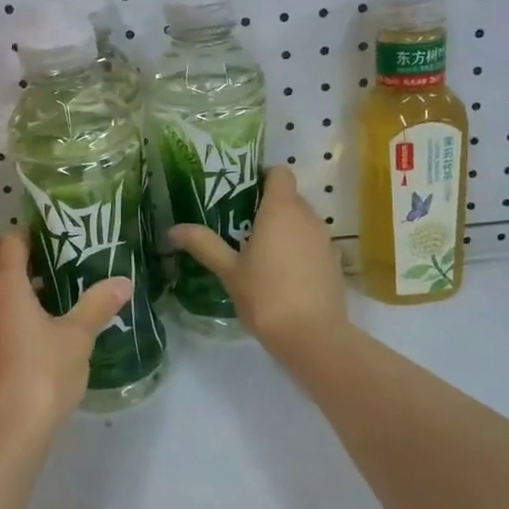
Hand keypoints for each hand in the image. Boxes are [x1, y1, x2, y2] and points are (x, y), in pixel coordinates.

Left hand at [0, 233, 133, 458]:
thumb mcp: (77, 337)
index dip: (35, 235)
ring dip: (15, 291)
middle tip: (64, 269)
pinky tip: (34, 334)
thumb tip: (123, 282)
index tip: (63, 241)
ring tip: (53, 300)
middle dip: (27, 263)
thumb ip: (98, 305)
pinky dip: (5, 315)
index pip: (12, 240)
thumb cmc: (41, 374)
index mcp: (2, 281)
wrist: (1, 435)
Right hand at [168, 167, 348, 351]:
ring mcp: (325, 239)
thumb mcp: (229, 271)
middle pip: (290, 197)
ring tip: (261, 253)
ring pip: (303, 221)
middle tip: (242, 227)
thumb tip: (173, 230)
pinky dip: (300, 250)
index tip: (243, 195)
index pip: (279, 173)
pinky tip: (283, 275)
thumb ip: (204, 245)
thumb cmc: (266, 296)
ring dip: (285, 230)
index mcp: (281, 210)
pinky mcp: (335, 262)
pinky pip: (313, 243)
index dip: (262, 178)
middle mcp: (308, 216)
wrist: (313, 336)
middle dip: (269, 207)